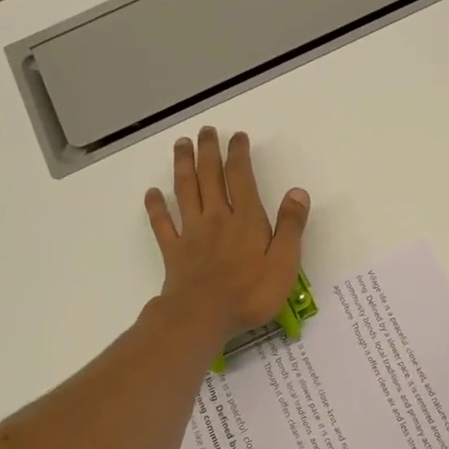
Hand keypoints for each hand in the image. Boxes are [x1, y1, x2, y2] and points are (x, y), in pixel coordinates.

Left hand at [145, 127, 309, 340]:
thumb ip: (290, 226)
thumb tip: (297, 192)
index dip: (238, 154)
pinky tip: (151, 193)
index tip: (237, 136)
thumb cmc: (249, 294)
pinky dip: (155, 207)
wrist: (201, 317)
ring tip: (181, 144)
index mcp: (245, 219)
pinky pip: (162, 224)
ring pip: (185, 191)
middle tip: (205, 131)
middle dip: (208, 151)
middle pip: (210, 176)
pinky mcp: (173, 250)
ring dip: (182, 165)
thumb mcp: (283, 263)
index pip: (241, 177)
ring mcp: (191, 233)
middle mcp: (216, 218)